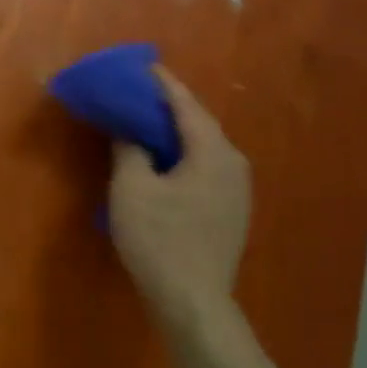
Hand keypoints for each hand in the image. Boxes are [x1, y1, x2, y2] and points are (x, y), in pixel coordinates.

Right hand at [108, 66, 251, 332]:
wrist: (193, 301)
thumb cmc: (160, 239)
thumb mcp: (132, 189)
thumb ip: (129, 150)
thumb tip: (129, 131)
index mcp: (213, 152)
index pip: (186, 105)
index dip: (162, 83)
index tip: (143, 66)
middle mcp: (233, 164)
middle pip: (198, 124)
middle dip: (168, 107)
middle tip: (138, 94)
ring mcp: (237, 190)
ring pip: (203, 148)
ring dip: (175, 133)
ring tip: (145, 123)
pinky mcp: (230, 211)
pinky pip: (204, 168)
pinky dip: (182, 156)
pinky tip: (161, 162)